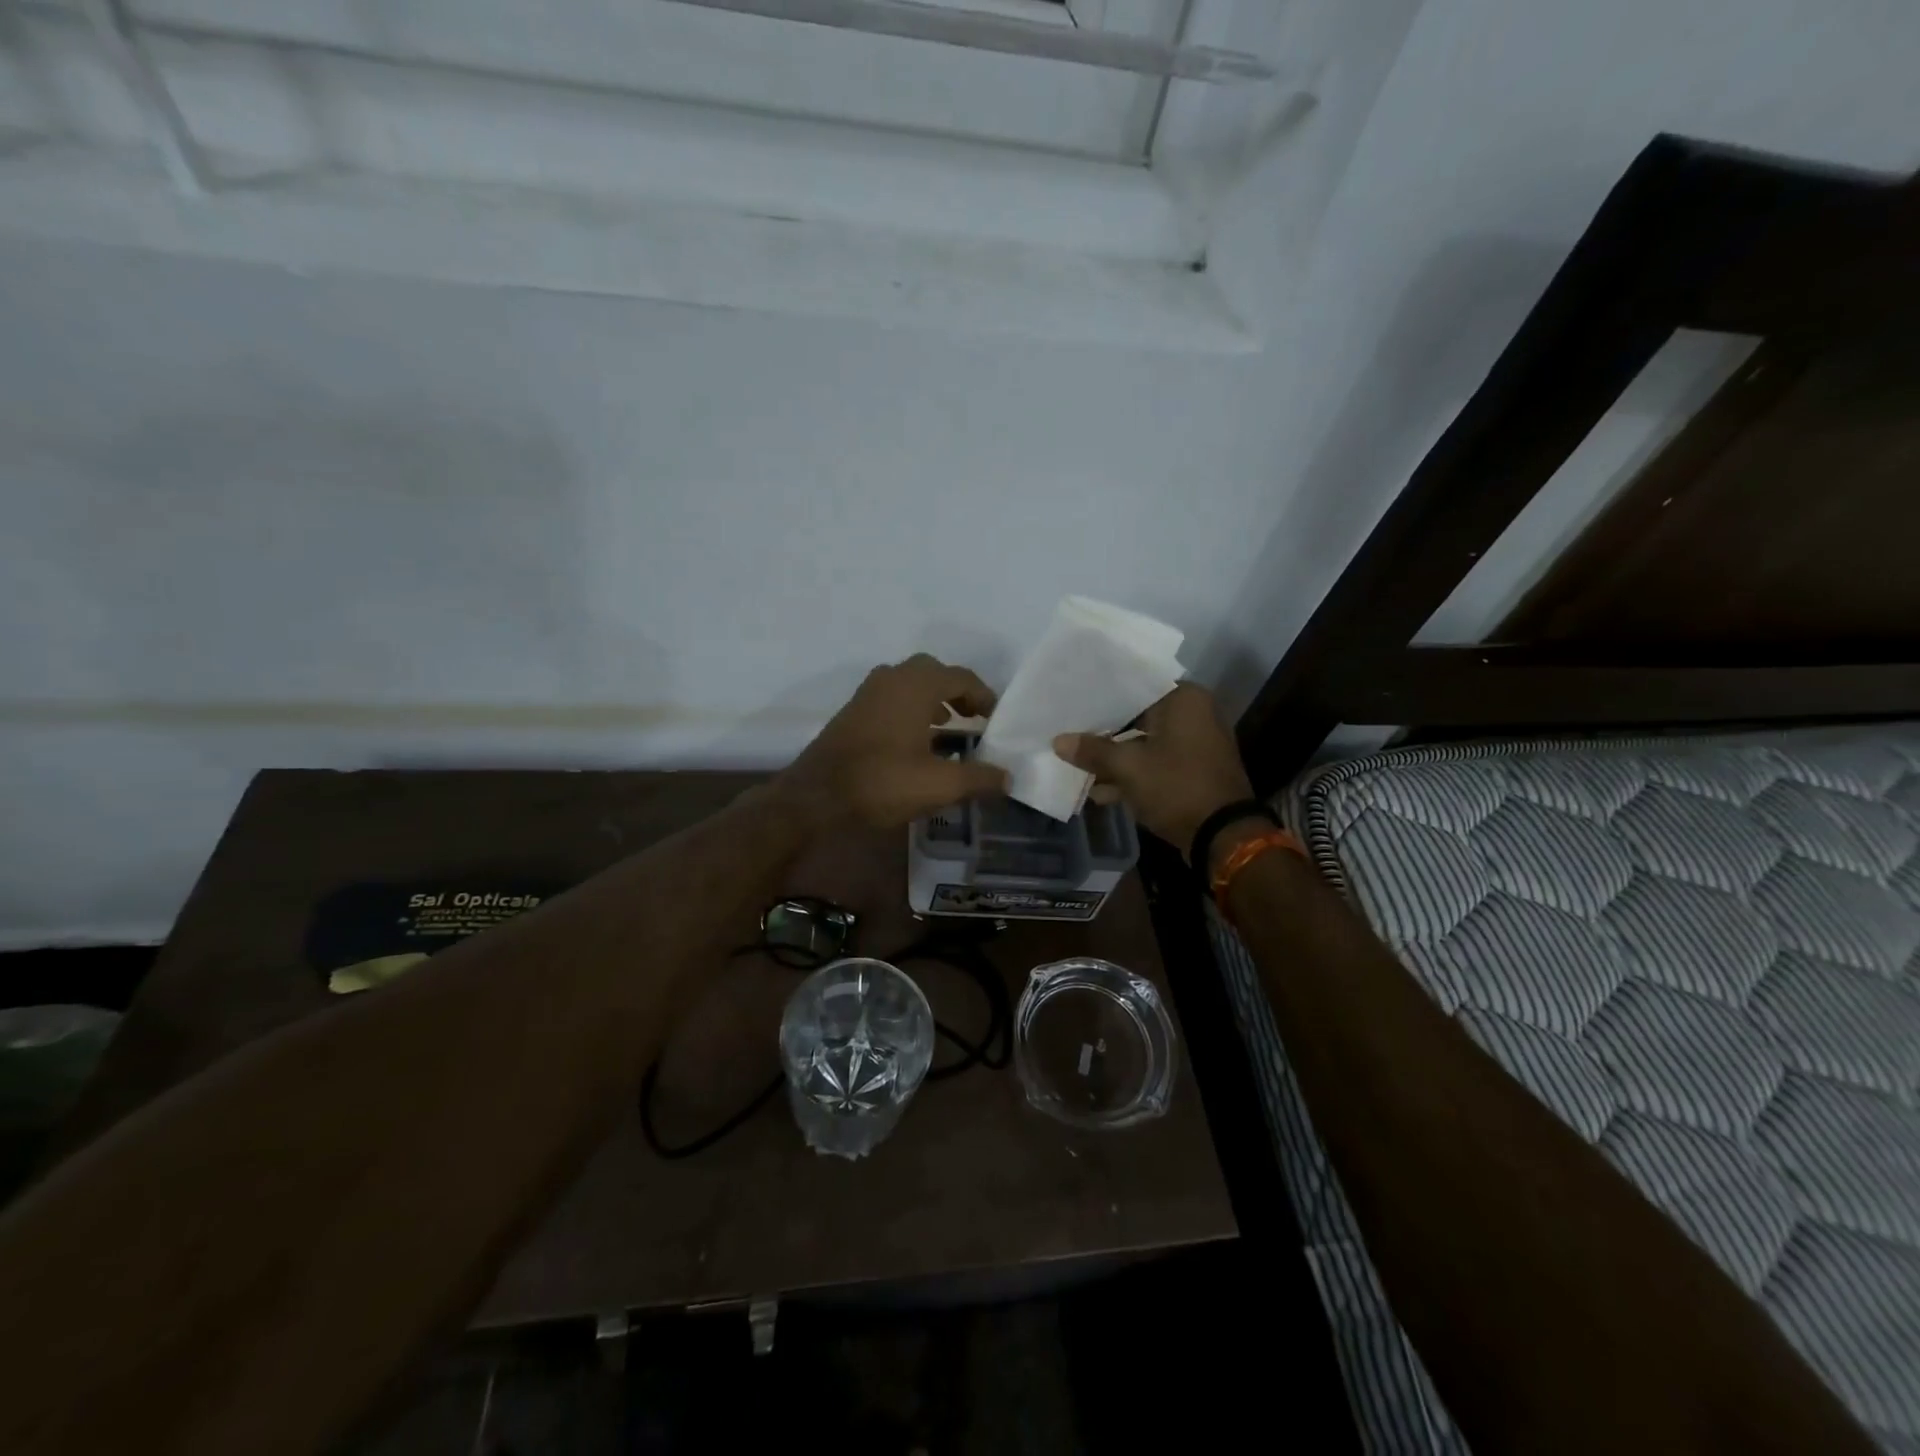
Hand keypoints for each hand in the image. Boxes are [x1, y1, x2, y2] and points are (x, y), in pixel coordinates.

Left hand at [780, 654, 1010, 829]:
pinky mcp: (853, 711)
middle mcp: (892, 678)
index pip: (961, 677)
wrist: (817, 796)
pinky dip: (911, 708)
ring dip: (933, 699)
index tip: (996, 718)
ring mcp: (868, 693)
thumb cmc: (882, 782)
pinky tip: (916, 740)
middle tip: (974, 717)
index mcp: (916, 685)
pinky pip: (891, 697)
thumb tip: (1008, 777)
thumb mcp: (939, 785)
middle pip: (934, 672)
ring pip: (910, 683)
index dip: (984, 696)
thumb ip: (979, 778)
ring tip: (949, 727)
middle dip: (957, 692)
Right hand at [1053, 683, 1253, 859]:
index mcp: (1184, 699)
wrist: (1223, 835)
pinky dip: (1132, 774)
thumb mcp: (1128, 767)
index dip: (1100, 698)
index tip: (1072, 703)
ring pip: (1144, 743)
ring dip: (1115, 758)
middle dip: (1104, 732)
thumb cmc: (1176, 786)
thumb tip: (1058, 741)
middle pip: (1137, 717)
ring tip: (1077, 765)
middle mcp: (1194, 714)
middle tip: (1069, 731)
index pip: (1133, 687)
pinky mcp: (1192, 771)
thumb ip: (1092, 751)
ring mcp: (1195, 745)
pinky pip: (1155, 764)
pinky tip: (1100, 791)